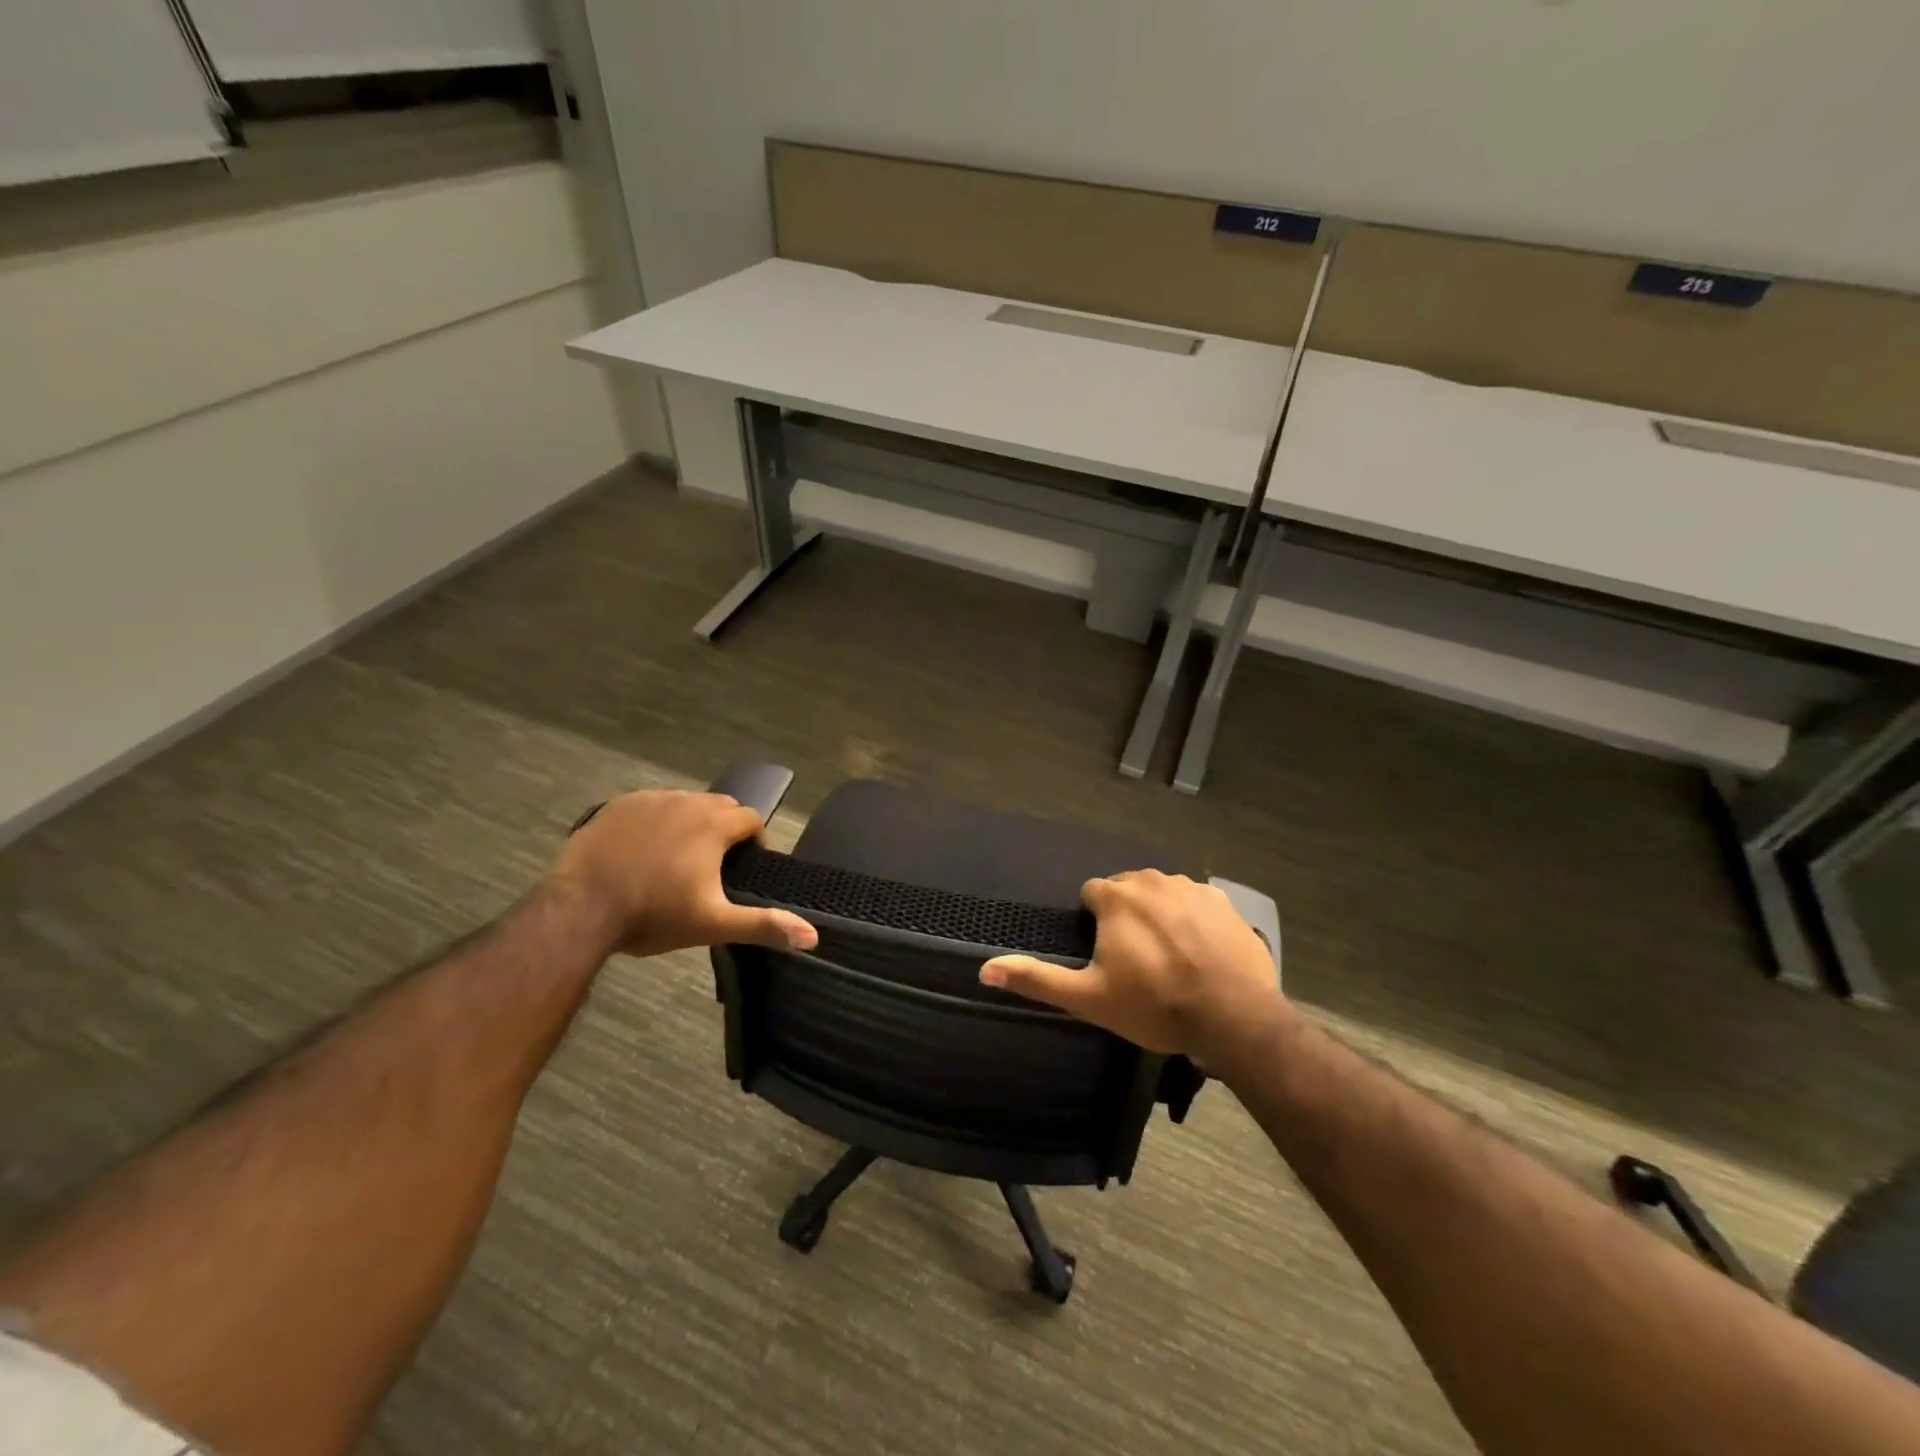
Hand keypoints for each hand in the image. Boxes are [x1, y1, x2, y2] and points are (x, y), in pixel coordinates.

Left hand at [551, 790, 817, 958]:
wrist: (580, 910)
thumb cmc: (653, 915)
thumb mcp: (713, 924)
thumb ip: (764, 925)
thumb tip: (813, 936)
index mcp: (714, 825)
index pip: (750, 818)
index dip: (754, 840)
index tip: (744, 866)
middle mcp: (686, 801)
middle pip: (719, 805)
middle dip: (723, 828)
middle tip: (711, 865)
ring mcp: (649, 800)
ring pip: (684, 803)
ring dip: (689, 823)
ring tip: (676, 858)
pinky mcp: (617, 806)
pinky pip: (649, 806)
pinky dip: (655, 821)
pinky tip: (641, 850)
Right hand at [980, 870, 1289, 1064]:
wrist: (1233, 1016)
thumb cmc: (1154, 1005)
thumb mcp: (1088, 998)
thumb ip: (1037, 979)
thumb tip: (984, 969)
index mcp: (1116, 898)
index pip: (1092, 893)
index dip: (1095, 923)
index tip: (1106, 954)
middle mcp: (1151, 880)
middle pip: (1128, 890)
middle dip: (1127, 916)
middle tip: (1137, 960)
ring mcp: (1192, 887)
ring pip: (1163, 893)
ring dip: (1160, 915)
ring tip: (1170, 957)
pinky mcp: (1224, 901)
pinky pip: (1197, 902)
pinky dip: (1194, 919)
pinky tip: (1201, 952)